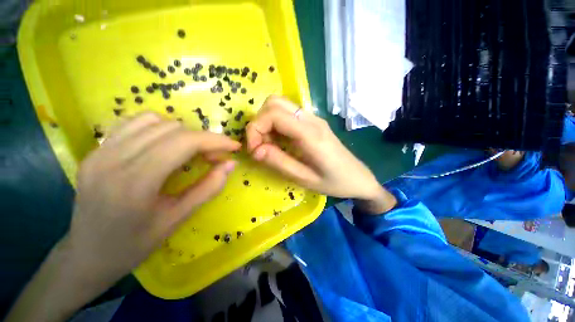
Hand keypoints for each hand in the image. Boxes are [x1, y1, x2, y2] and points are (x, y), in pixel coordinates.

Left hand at [69, 112, 239, 281]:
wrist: (86, 254)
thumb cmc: (134, 245)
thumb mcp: (178, 219)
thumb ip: (208, 188)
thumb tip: (230, 164)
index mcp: (135, 182)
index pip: (184, 143)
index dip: (215, 140)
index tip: (234, 146)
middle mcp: (113, 159)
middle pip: (172, 129)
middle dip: (202, 139)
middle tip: (214, 156)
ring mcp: (100, 151)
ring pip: (153, 120)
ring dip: (182, 133)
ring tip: (191, 151)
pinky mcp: (95, 150)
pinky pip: (133, 124)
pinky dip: (159, 128)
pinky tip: (166, 145)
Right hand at [246, 96, 394, 212]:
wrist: (359, 178)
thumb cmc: (334, 182)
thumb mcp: (305, 179)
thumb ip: (279, 162)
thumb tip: (255, 150)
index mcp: (311, 134)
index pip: (274, 114)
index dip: (256, 129)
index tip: (254, 150)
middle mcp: (312, 119)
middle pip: (274, 102)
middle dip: (259, 123)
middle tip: (260, 146)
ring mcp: (313, 118)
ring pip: (280, 105)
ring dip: (267, 122)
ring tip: (269, 146)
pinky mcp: (313, 122)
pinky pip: (288, 114)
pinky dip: (275, 124)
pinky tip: (279, 142)